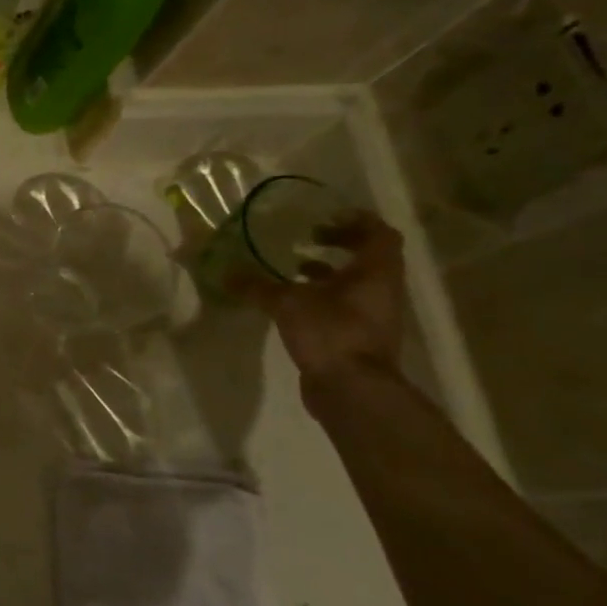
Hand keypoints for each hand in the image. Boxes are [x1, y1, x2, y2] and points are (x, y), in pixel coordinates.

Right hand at [237, 213, 407, 382]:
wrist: (352, 388)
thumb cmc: (331, 332)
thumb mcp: (287, 303)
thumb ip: (257, 286)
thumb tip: (224, 272)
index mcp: (375, 272)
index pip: (380, 234)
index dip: (356, 221)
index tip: (325, 217)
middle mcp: (381, 289)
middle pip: (369, 256)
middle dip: (339, 244)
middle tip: (307, 238)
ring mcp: (373, 314)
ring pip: (355, 281)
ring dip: (329, 271)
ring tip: (294, 267)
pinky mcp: (359, 335)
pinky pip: (344, 304)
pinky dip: (322, 296)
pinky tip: (292, 301)